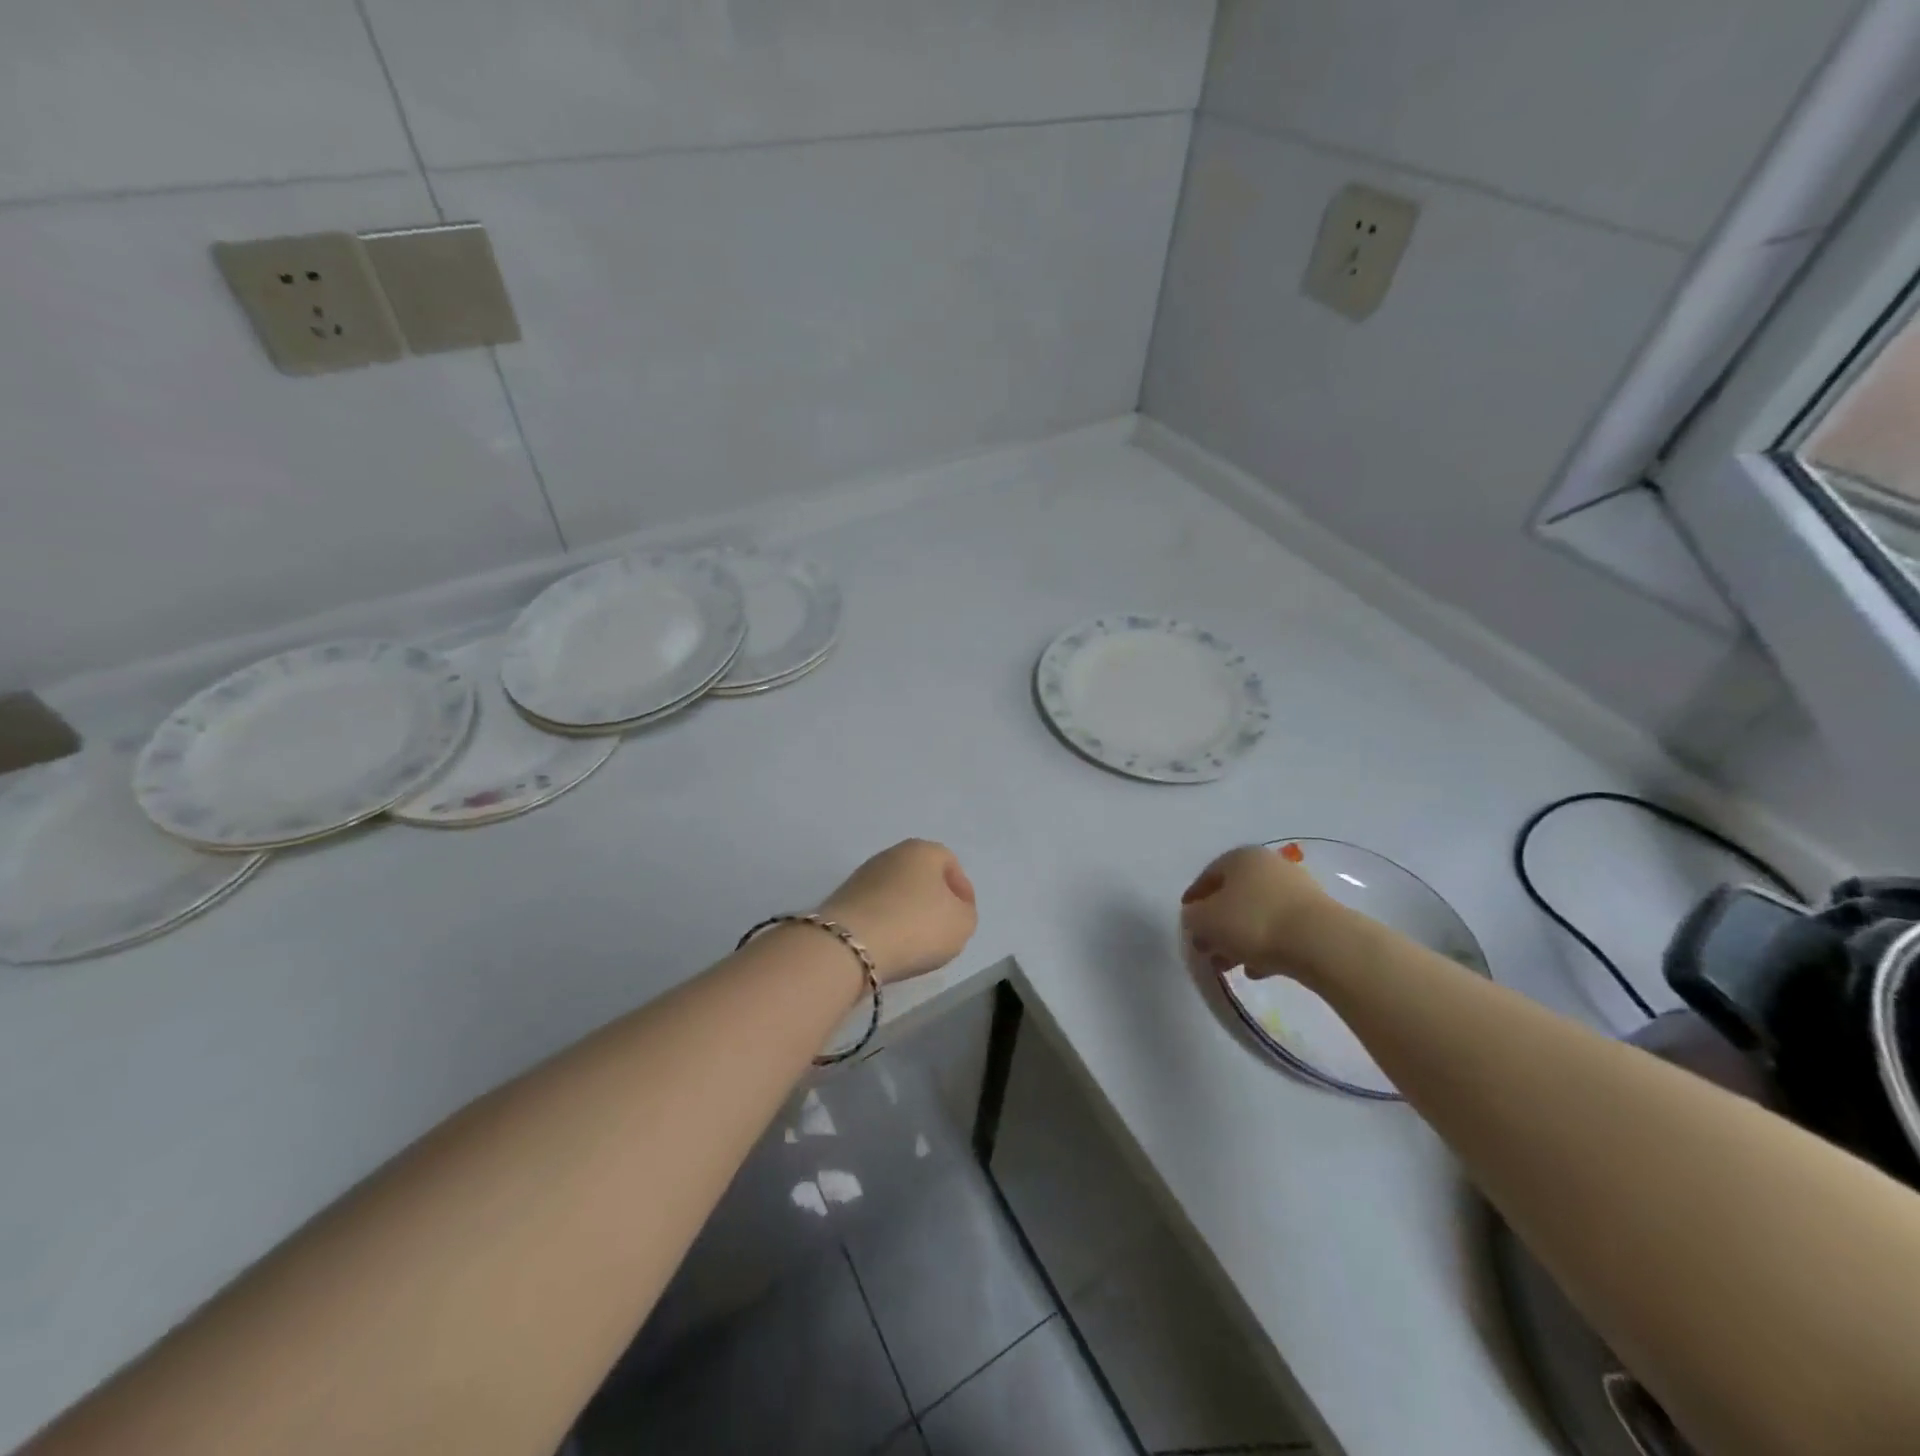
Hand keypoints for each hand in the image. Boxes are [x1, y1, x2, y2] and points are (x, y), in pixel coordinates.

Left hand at [819, 839, 977, 983]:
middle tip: (941, 929)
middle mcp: (891, 854)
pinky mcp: (842, 899)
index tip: (963, 917)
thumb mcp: (962, 923)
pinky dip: (885, 924)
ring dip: (907, 912)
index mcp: (922, 850)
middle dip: (933, 900)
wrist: (851, 945)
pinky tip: (889, 945)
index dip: (962, 891)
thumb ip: (965, 912)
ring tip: (914, 943)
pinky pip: (875, 909)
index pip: (950, 863)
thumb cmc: (916, 926)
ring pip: (896, 892)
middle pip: (921, 876)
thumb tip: (950, 909)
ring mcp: (862, 875)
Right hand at [1181, 844, 1339, 979]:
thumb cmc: (1253, 922)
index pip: (1208, 876)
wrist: (1320, 942)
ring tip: (1230, 966)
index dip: (1193, 900)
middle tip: (1207, 950)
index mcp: (1240, 857)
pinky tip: (1257, 969)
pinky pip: (1280, 929)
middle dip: (1217, 925)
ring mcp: (1296, 889)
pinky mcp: (1315, 916)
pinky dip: (1265, 946)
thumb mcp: (1205, 920)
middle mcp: (1269, 866)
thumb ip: (1193, 917)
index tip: (1187, 923)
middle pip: (1233, 897)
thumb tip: (1197, 918)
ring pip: (1256, 914)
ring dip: (1239, 939)